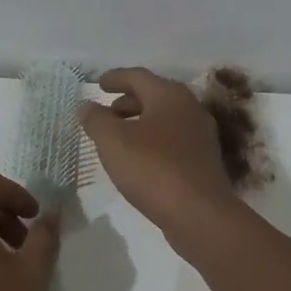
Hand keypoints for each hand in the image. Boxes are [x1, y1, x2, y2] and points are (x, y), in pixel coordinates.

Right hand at [79, 68, 237, 242]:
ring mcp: (200, 136)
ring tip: (117, 138)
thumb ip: (96, 119)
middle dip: (127, 102)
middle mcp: (190, 108)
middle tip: (106, 113)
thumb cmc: (153, 168)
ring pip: (163, 119)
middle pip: (153, 96)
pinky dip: (152, 141)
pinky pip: (172, 141)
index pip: (138, 76)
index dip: (115, 78)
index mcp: (169, 95)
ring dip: (139, 123)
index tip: (98, 84)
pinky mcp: (203, 161)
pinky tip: (139, 160)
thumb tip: (87, 106)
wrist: (199, 214)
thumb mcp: (113, 141)